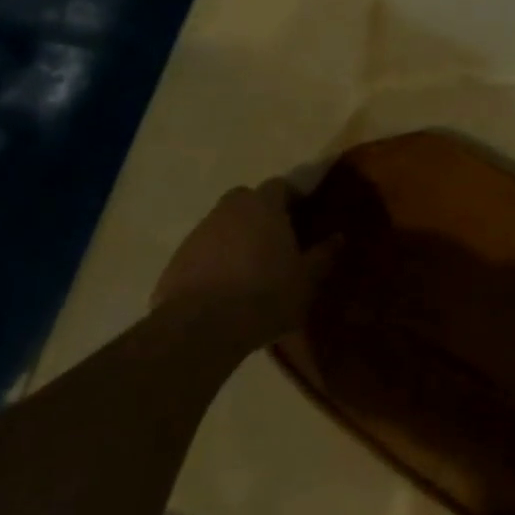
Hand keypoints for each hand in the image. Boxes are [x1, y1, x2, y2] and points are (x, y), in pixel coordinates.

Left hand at [151, 179, 339, 345]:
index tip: (303, 216)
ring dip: (235, 238)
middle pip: (246, 199)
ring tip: (250, 268)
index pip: (279, 186)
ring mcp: (198, 234)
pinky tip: (224, 289)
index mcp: (263, 206)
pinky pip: (202, 252)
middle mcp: (228, 210)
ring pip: (222, 225)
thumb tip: (338, 237)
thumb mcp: (307, 279)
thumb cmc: (265, 295)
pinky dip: (214, 261)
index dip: (292, 198)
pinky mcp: (176, 261)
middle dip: (260, 212)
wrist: (200, 328)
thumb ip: (323, 254)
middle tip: (275, 239)